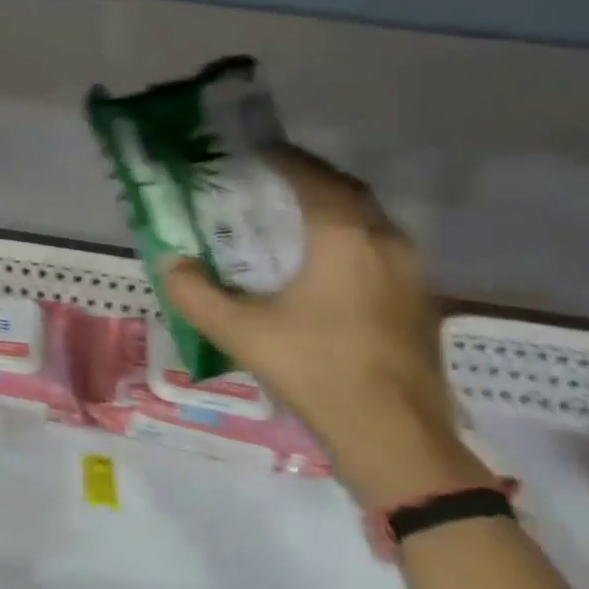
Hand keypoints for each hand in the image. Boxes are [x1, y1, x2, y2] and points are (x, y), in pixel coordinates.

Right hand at [160, 148, 492, 508]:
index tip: (256, 150)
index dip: (284, 160)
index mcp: (346, 240)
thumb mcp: (241, 332)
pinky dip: (351, 240)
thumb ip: (196, 294)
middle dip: (312, 179)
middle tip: (273, 179)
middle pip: (349, 194)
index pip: (314, 180)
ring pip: (371, 223)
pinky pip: (382, 251)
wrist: (394, 437)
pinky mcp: (419, 304)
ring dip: (335, 210)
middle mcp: (386, 245)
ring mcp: (412, 275)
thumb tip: (169, 263)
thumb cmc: (317, 371)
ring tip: (295, 217)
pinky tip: (326, 267)